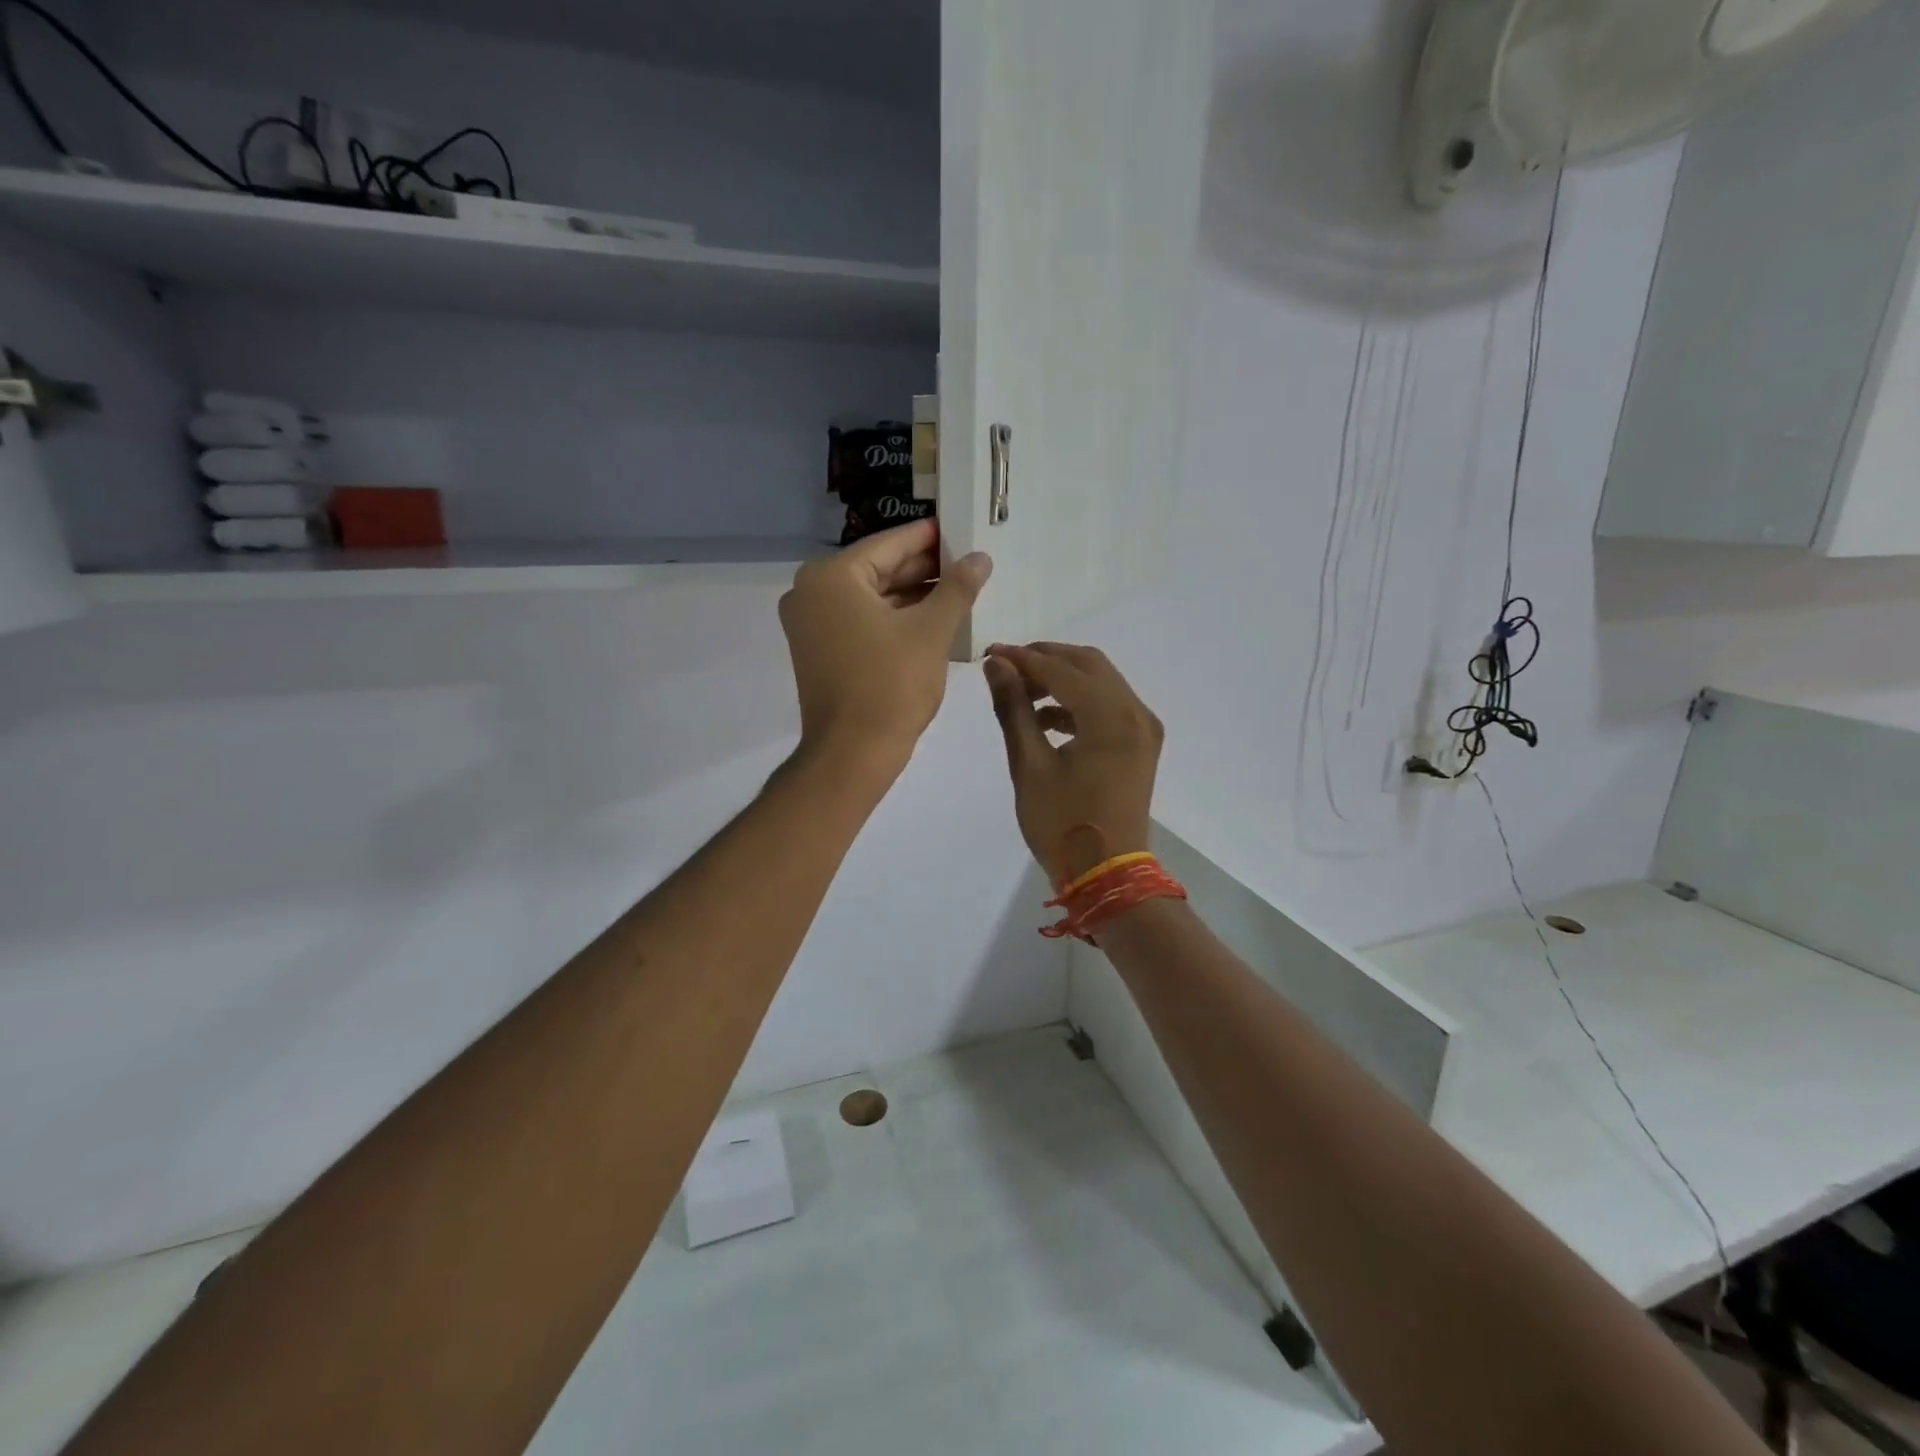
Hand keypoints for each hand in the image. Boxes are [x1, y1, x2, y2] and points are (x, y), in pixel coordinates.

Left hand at [780, 520, 991, 773]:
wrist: (852, 753)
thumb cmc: (891, 686)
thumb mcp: (931, 631)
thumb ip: (957, 588)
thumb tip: (980, 557)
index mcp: (831, 577)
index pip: (890, 544)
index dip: (930, 537)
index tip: (963, 529)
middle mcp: (811, 592)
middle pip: (878, 569)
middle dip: (924, 569)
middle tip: (968, 563)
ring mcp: (810, 623)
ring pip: (872, 597)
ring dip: (913, 595)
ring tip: (959, 591)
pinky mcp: (818, 650)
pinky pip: (861, 620)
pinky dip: (894, 618)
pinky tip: (933, 619)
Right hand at [983, 643, 1163, 887]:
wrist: (1109, 876)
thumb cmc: (1062, 824)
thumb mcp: (1029, 766)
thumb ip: (1013, 709)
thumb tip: (997, 666)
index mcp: (1110, 716)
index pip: (1061, 669)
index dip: (1022, 658)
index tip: (989, 654)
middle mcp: (1135, 712)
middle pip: (1088, 664)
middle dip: (1045, 660)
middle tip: (1006, 669)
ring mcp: (1143, 728)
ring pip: (1100, 682)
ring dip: (1062, 679)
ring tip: (1020, 696)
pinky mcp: (1141, 744)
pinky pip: (1109, 705)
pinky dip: (1078, 703)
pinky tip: (1045, 720)